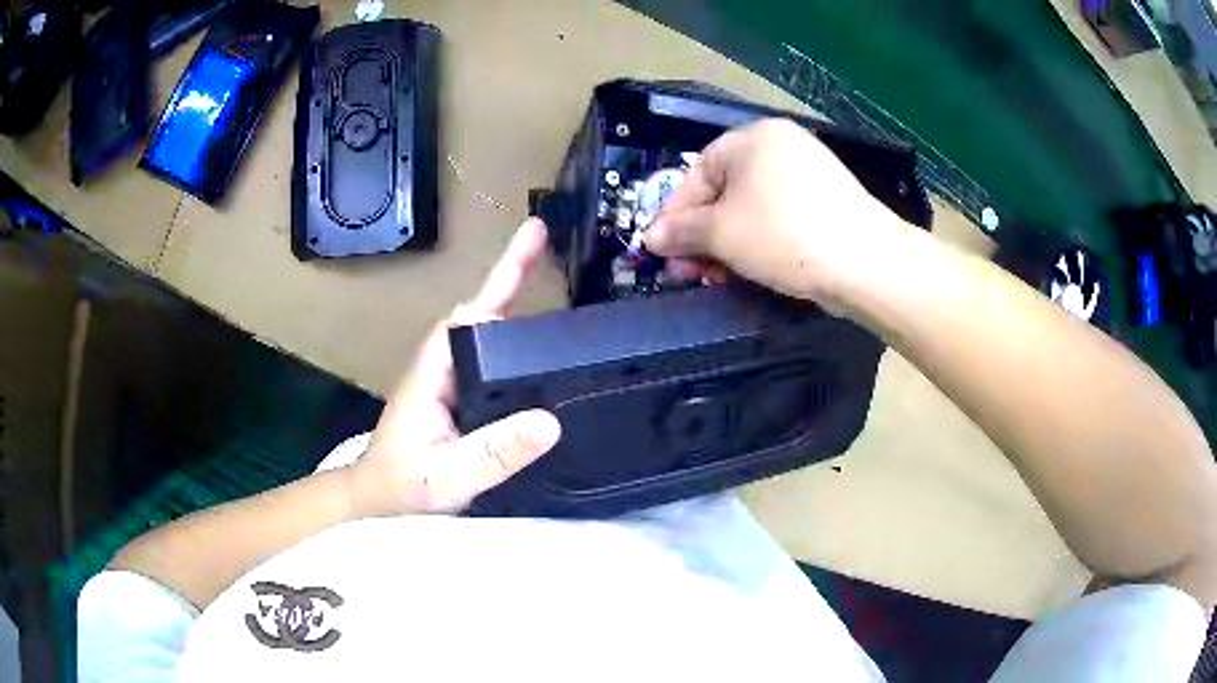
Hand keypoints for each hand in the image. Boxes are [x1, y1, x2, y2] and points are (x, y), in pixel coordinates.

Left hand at [348, 219, 561, 515]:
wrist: (376, 498)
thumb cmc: (402, 487)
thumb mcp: (449, 477)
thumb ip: (494, 454)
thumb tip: (550, 421)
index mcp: (436, 371)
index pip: (470, 316)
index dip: (501, 280)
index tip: (532, 244)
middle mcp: (443, 365)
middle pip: (480, 310)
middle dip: (511, 272)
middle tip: (545, 236)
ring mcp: (450, 378)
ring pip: (485, 329)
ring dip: (512, 295)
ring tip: (549, 269)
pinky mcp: (458, 394)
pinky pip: (491, 355)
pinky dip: (513, 335)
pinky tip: (539, 340)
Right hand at [645, 118, 909, 313]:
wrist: (865, 262)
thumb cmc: (783, 235)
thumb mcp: (721, 233)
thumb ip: (680, 232)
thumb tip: (650, 237)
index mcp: (752, 138)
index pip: (697, 174)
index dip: (674, 214)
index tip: (662, 249)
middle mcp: (780, 145)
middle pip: (725, 191)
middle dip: (702, 235)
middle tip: (690, 272)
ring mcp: (809, 172)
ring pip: (752, 208)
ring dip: (728, 244)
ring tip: (718, 278)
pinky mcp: (827, 200)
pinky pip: (780, 216)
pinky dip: (759, 241)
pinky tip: (751, 269)